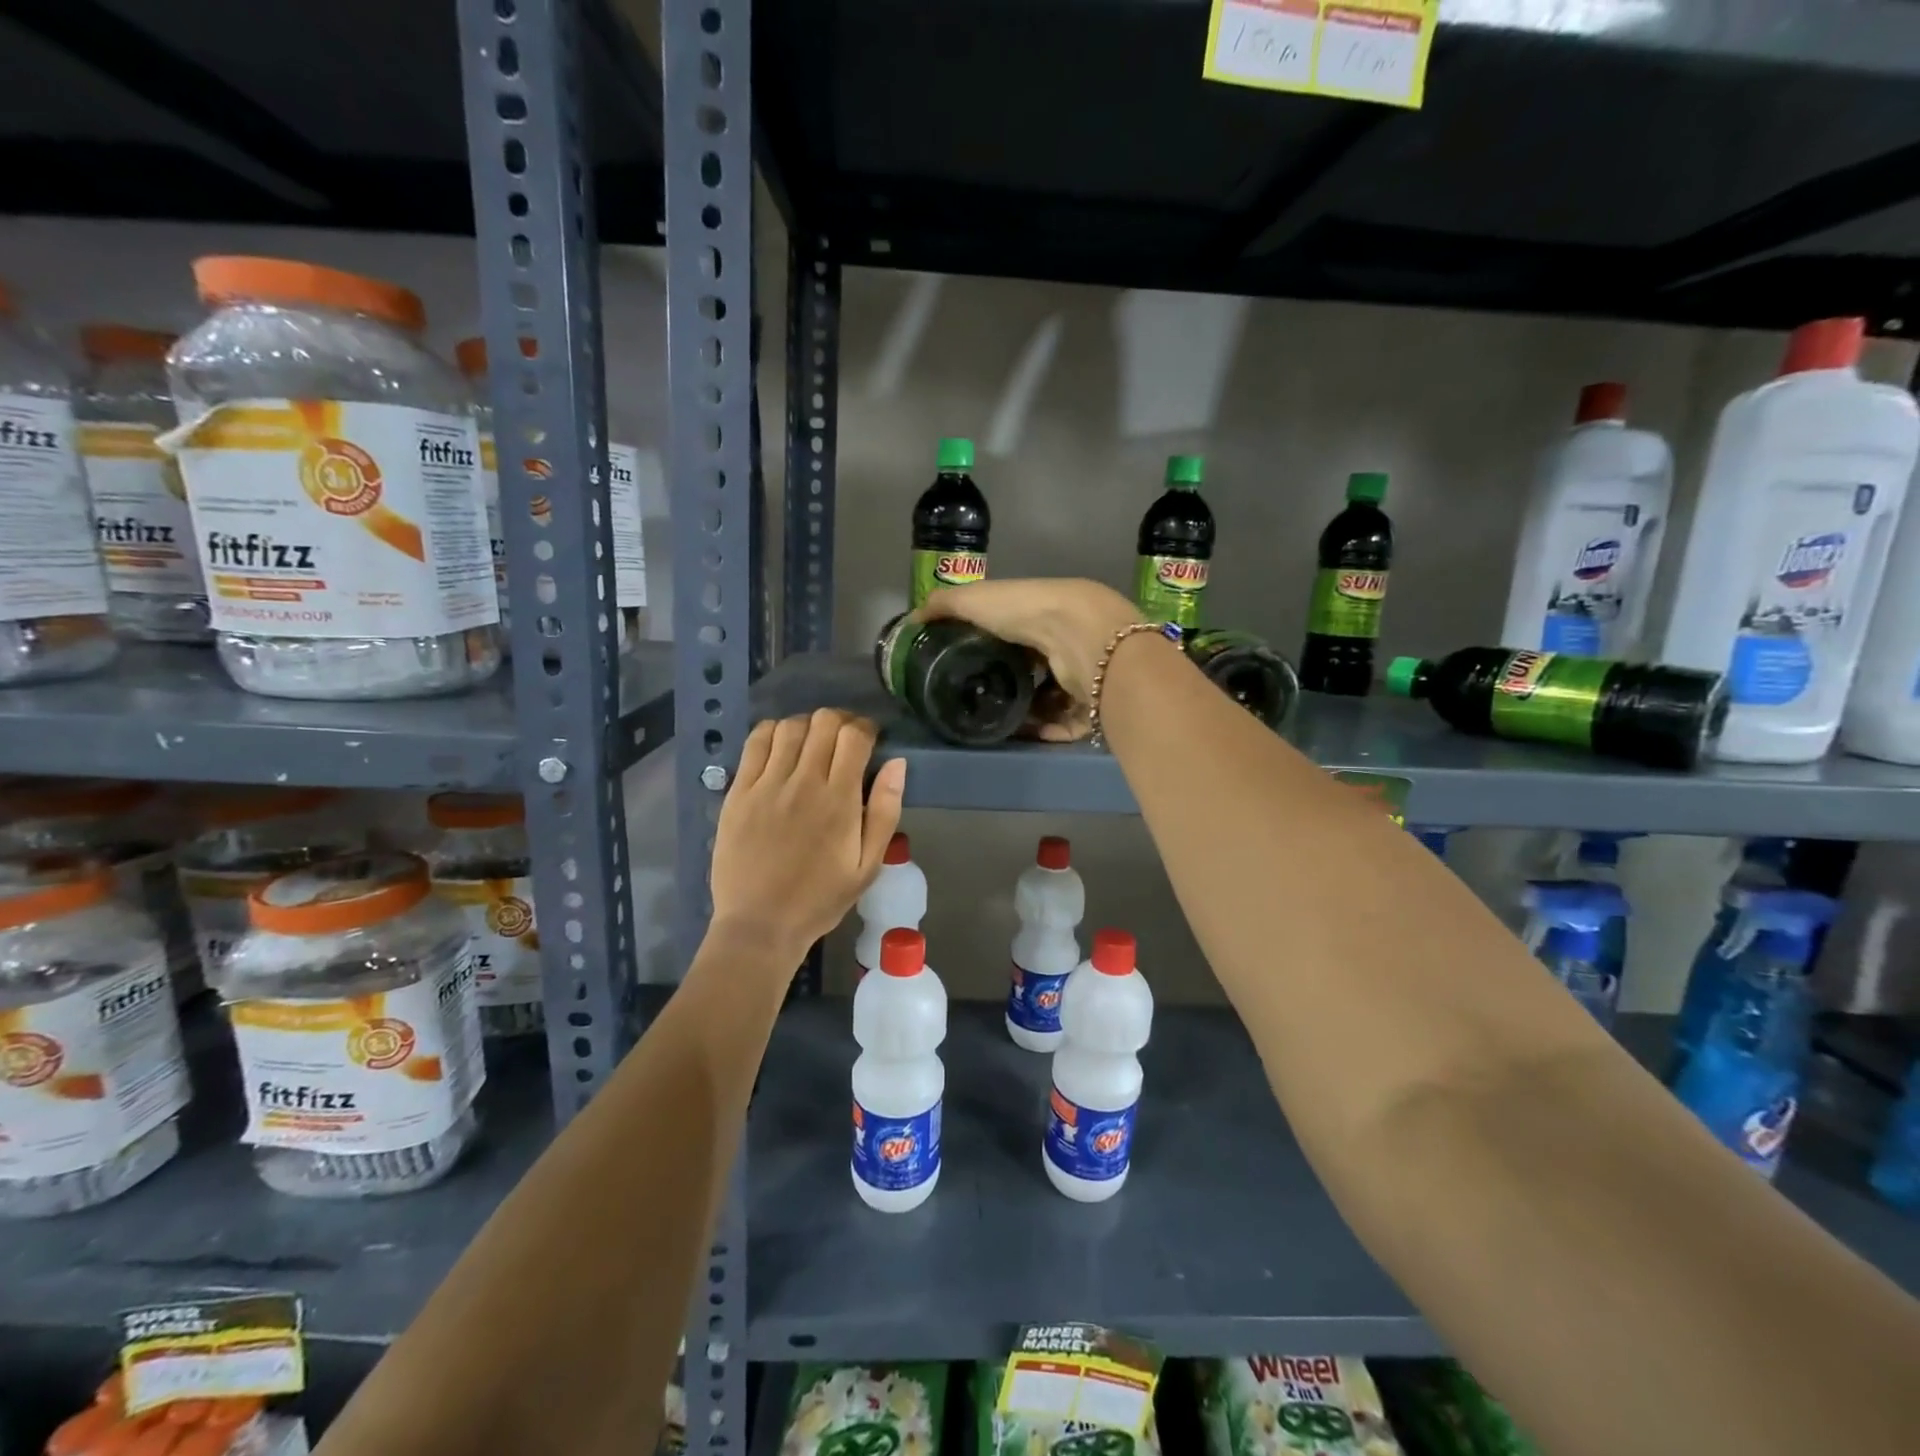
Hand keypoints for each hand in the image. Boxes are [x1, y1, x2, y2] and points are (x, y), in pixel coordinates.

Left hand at [710, 709, 906, 955]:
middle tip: (844, 740)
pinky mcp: (739, 791)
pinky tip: (780, 746)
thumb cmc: (820, 898)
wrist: (760, 924)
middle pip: (824, 721)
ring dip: (808, 725)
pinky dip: (772, 732)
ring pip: (790, 726)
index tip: (870, 739)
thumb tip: (898, 763)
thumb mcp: (868, 865)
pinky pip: (755, 742)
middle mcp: (803, 782)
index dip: (866, 728)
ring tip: (812, 743)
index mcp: (840, 800)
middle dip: (841, 721)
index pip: (855, 736)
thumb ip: (886, 811)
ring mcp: (767, 784)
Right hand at [919, 578, 1137, 741]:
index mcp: (1043, 613)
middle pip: (1035, 669)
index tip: (966, 667)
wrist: (1080, 638)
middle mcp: (1066, 642)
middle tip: (978, 700)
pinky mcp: (1091, 706)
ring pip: (1050, 700)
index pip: (1016, 633)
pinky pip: (1063, 725)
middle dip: (1009, 685)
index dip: (993, 648)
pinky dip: (1042, 730)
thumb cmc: (1027, 612)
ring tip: (994, 722)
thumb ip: (944, 606)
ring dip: (1025, 712)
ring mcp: (1082, 675)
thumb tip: (912, 620)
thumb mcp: (975, 599)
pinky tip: (1018, 733)